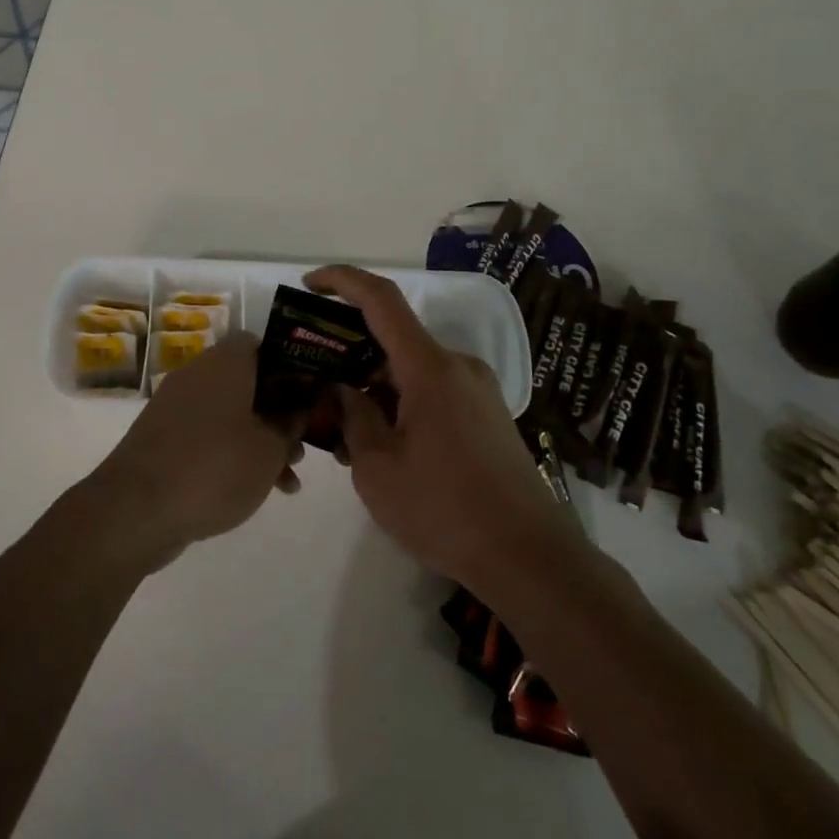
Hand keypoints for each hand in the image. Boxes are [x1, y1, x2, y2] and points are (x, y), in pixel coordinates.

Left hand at [86, 332, 303, 571]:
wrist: (136, 509)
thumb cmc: (214, 466)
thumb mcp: (269, 448)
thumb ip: (291, 424)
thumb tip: (298, 407)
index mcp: (226, 361)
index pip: (264, 344)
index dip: (292, 367)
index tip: (312, 397)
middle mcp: (199, 373)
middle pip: (250, 382)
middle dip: (281, 413)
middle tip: (303, 445)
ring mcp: (177, 406)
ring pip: (232, 412)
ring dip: (261, 439)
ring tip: (287, 479)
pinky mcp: (164, 438)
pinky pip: (209, 435)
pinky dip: (233, 454)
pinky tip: (255, 489)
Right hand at [305, 265, 576, 593]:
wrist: (530, 558)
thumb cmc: (444, 510)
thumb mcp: (377, 468)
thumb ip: (353, 417)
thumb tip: (344, 390)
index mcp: (430, 368)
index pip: (381, 300)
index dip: (342, 281)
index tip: (309, 285)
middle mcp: (457, 366)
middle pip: (394, 341)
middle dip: (350, 357)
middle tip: (316, 390)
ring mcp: (477, 390)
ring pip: (412, 371)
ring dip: (375, 388)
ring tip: (344, 433)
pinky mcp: (487, 415)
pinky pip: (433, 392)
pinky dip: (402, 404)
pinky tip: (385, 446)